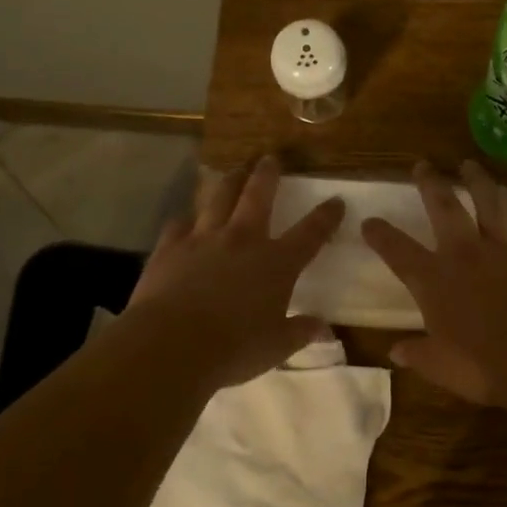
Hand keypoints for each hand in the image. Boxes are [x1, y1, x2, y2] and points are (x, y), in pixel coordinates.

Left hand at [123, 155, 344, 388]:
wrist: (171, 344)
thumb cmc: (233, 348)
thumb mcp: (276, 347)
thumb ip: (301, 332)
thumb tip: (325, 327)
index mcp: (276, 263)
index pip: (310, 233)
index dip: (326, 216)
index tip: (337, 200)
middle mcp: (242, 240)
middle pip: (258, 196)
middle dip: (267, 175)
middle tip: (270, 158)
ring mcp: (204, 238)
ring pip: (218, 197)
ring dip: (228, 181)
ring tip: (233, 170)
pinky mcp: (170, 247)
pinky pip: (179, 224)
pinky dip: (186, 219)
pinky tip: (186, 219)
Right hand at [361, 160, 506, 404]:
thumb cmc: (480, 364)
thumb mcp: (440, 366)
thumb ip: (418, 354)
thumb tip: (396, 352)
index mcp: (434, 280)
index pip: (398, 251)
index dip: (381, 235)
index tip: (369, 221)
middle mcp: (465, 255)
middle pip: (445, 207)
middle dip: (432, 183)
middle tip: (423, 164)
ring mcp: (505, 252)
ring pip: (491, 205)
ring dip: (480, 183)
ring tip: (473, 166)